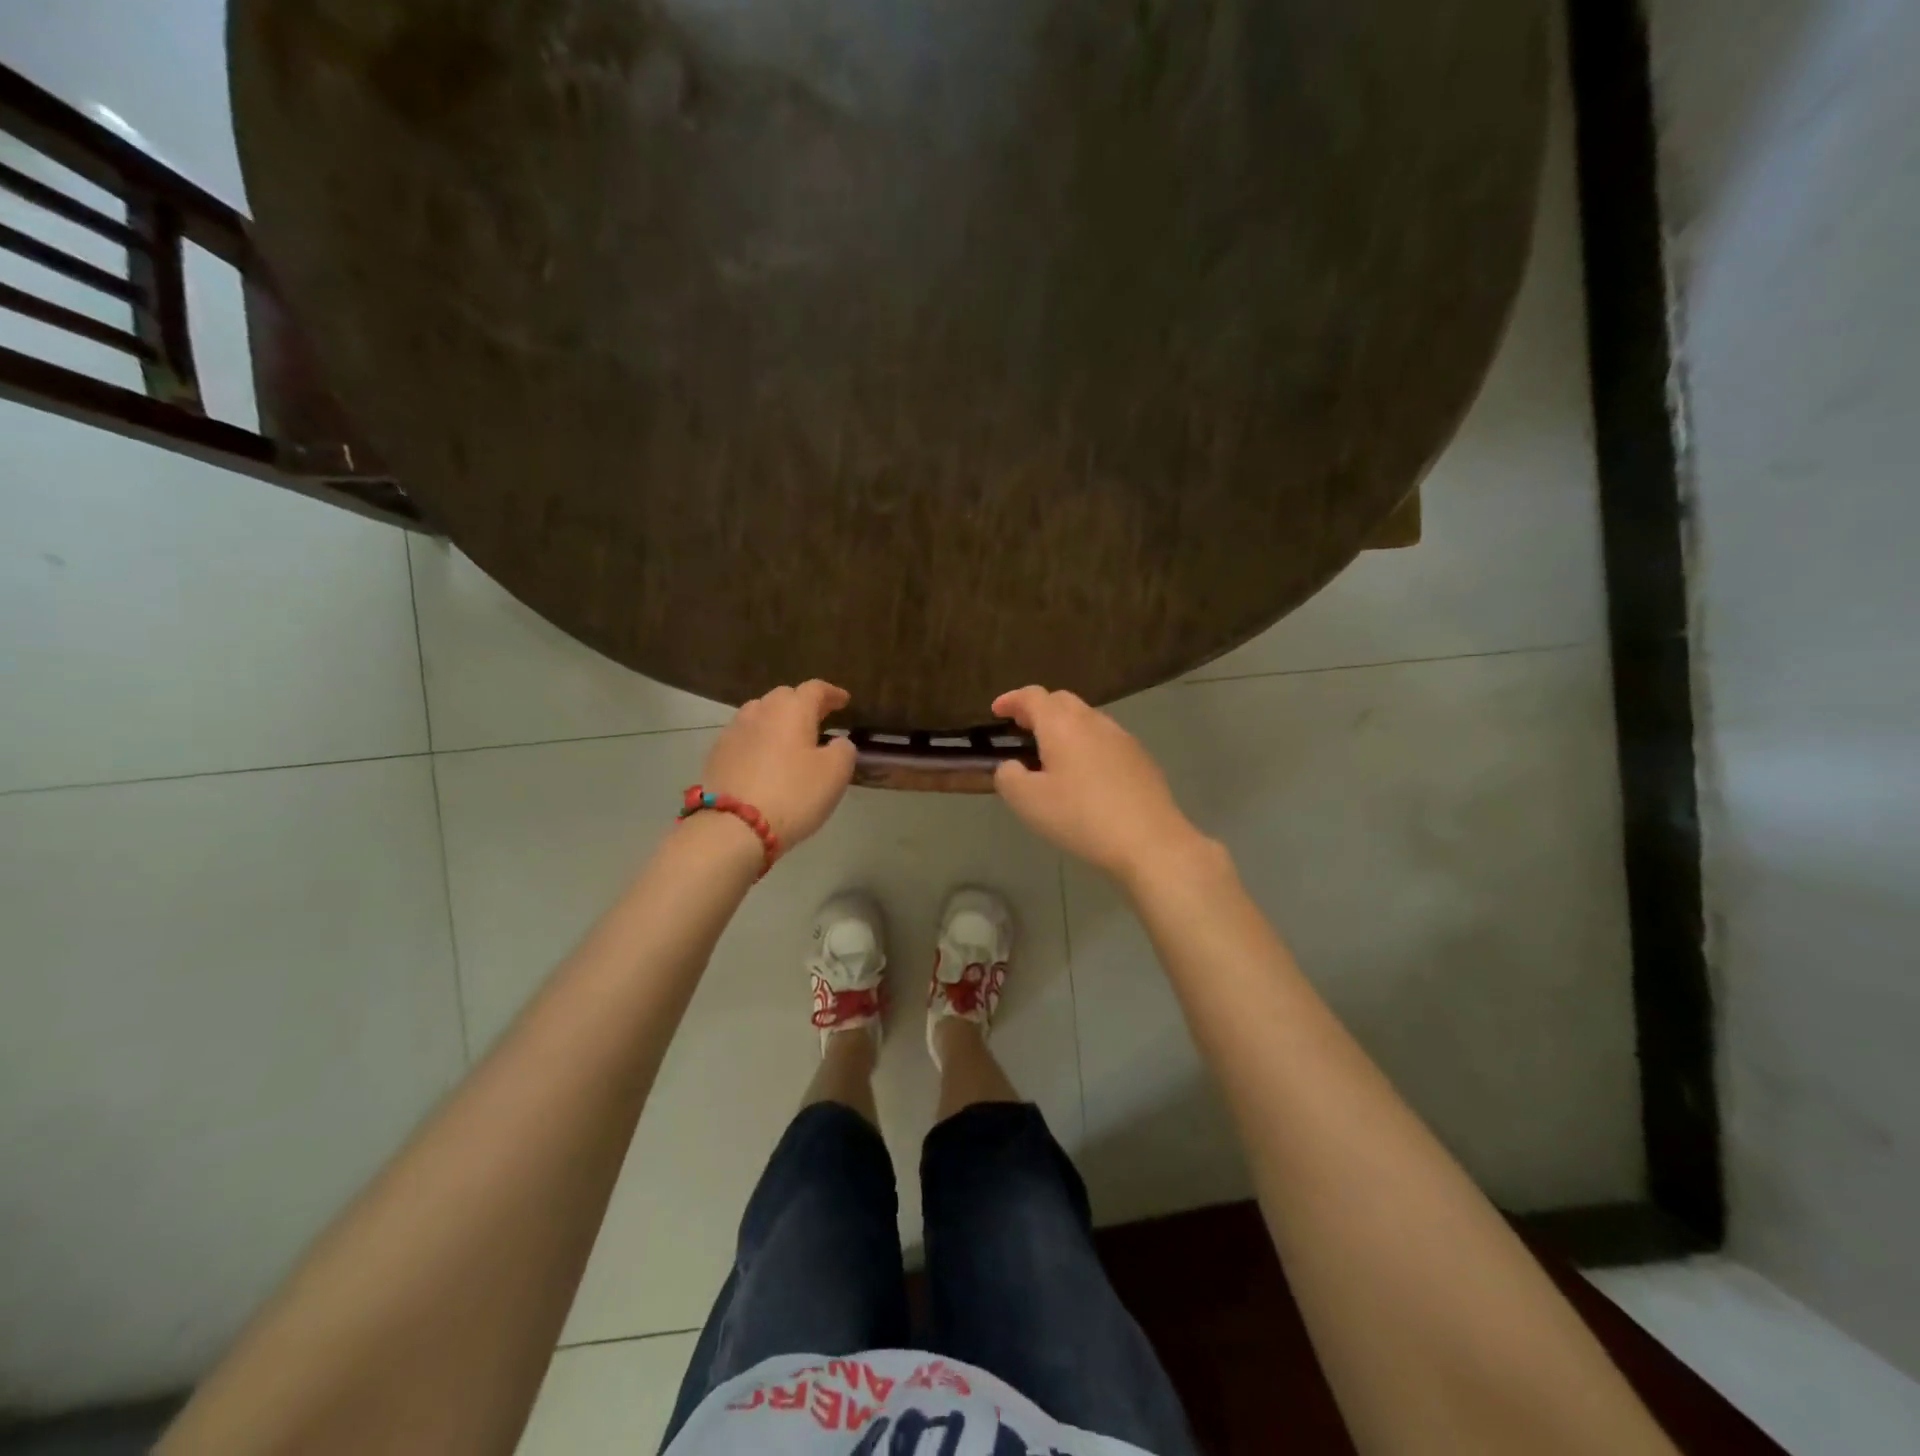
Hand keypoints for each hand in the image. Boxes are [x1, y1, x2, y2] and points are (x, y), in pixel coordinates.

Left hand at [701, 681, 857, 849]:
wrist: (732, 827)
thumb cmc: (792, 795)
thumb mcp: (835, 774)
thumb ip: (843, 750)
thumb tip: (837, 742)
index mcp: (791, 709)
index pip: (815, 689)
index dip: (832, 693)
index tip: (844, 700)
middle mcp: (760, 711)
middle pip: (784, 697)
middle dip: (802, 704)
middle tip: (818, 718)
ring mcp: (733, 731)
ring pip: (760, 714)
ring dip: (777, 721)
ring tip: (789, 737)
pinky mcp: (716, 754)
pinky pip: (744, 737)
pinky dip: (759, 740)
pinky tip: (764, 758)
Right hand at [991, 686, 1207, 882]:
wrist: (1149, 841)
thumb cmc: (1081, 817)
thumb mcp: (1028, 801)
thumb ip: (1008, 776)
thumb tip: (1012, 766)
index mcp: (1062, 725)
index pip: (1033, 696)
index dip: (1011, 700)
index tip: (997, 711)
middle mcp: (1093, 721)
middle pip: (1062, 701)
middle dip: (1038, 709)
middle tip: (1022, 729)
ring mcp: (1122, 738)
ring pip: (1087, 719)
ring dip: (1064, 727)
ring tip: (1051, 754)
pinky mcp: (1141, 758)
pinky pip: (1105, 740)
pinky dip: (1086, 745)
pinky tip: (1085, 775)